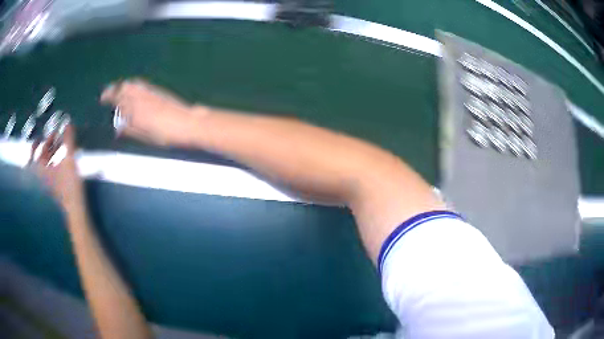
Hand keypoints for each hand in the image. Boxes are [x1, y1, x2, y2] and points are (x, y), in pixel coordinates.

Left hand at [29, 124, 84, 210]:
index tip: (44, 135)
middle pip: (41, 157)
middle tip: (57, 137)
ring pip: (46, 164)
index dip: (38, 142)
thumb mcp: (69, 159)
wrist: (75, 209)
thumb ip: (68, 140)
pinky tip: (62, 160)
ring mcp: (47, 183)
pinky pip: (50, 171)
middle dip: (48, 145)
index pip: (34, 153)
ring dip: (52, 153)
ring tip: (61, 146)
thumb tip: (68, 122)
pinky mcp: (53, 188)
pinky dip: (54, 163)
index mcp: (41, 169)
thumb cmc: (69, 185)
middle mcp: (41, 176)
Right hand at [101, 79, 204, 146]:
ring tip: (116, 90)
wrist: (187, 123)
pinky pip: (140, 84)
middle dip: (113, 89)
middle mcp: (139, 97)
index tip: (102, 99)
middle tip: (106, 93)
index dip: (108, 97)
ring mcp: (148, 92)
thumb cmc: (165, 134)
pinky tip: (132, 88)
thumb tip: (118, 127)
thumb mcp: (144, 136)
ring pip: (131, 84)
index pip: (116, 100)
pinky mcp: (156, 91)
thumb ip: (129, 129)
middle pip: (122, 88)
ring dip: (122, 85)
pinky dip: (132, 84)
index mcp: (133, 110)